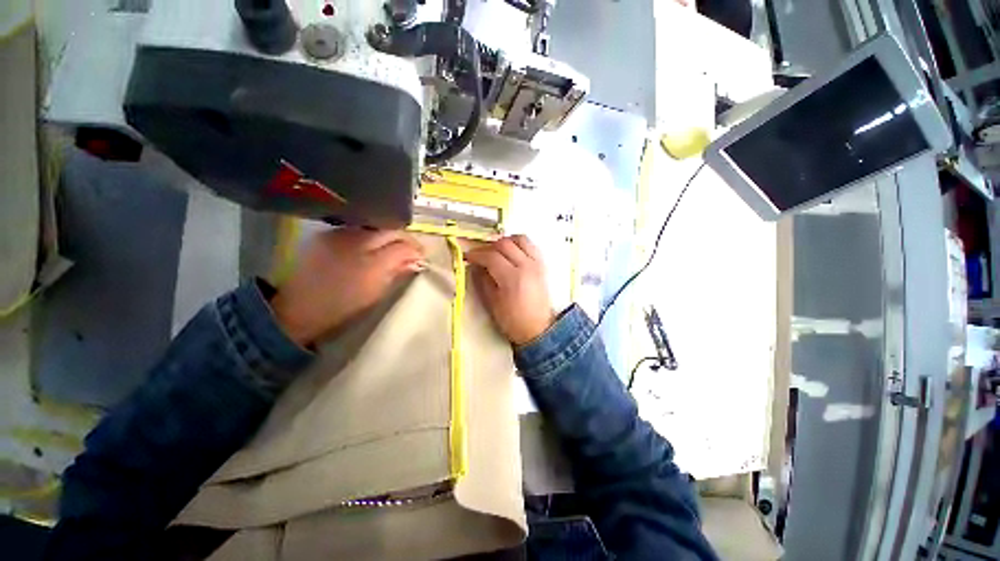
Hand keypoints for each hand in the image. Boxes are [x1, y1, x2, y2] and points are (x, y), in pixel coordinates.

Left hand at [270, 228, 424, 345]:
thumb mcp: (377, 293)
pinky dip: (370, 236)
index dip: (416, 248)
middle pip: (390, 230)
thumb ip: (397, 272)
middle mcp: (356, 241)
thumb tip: (415, 261)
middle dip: (404, 239)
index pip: (403, 245)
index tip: (422, 255)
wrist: (298, 308)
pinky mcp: (326, 235)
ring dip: (388, 235)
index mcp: (371, 262)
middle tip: (411, 250)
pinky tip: (372, 246)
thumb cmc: (344, 306)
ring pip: (374, 227)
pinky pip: (357, 229)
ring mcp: (339, 235)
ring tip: (393, 248)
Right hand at [465, 235, 554, 345]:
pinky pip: (531, 245)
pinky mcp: (542, 265)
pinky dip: (519, 244)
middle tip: (480, 255)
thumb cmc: (513, 321)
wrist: (539, 329)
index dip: (476, 254)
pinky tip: (512, 253)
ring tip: (496, 251)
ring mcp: (537, 263)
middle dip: (488, 247)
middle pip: (505, 244)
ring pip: (520, 239)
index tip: (467, 257)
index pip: (491, 256)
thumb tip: (475, 266)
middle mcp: (526, 265)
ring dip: (505, 241)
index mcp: (512, 278)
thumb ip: (483, 281)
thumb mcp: (492, 303)